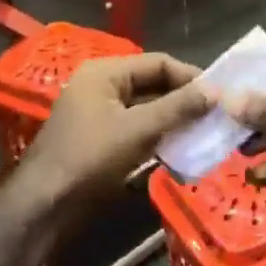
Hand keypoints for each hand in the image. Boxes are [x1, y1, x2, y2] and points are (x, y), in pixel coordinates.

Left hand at [16, 52, 211, 222]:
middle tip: (216, 115)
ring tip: (204, 132)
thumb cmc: (90, 157)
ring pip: (145, 107)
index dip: (190, 77)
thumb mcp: (138, 129)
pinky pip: (135, 126)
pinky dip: (157, 134)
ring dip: (173, 118)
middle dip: (183, 99)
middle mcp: (100, 85)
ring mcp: (98, 112)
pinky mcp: (99, 137)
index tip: (220, 96)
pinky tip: (179, 148)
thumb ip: (178, 108)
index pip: (158, 62)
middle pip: (152, 83)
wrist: (45, 203)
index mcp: (105, 72)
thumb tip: (216, 91)